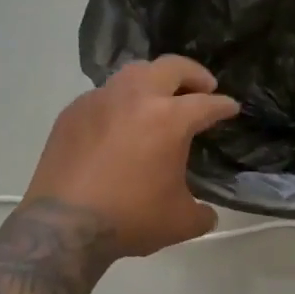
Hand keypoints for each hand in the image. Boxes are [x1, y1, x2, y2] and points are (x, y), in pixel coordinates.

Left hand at [26, 57, 239, 255]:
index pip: (207, 104)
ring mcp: (101, 100)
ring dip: (154, 79)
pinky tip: (120, 120)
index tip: (231, 108)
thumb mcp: (180, 222)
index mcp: (170, 119)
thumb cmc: (130, 219)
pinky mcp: (73, 112)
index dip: (224, 106)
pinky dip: (120, 100)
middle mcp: (136, 98)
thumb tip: (206, 212)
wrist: (63, 226)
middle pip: (172, 67)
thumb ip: (201, 211)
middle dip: (194, 74)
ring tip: (160, 95)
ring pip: (134, 72)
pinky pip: (103, 94)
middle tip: (203, 86)